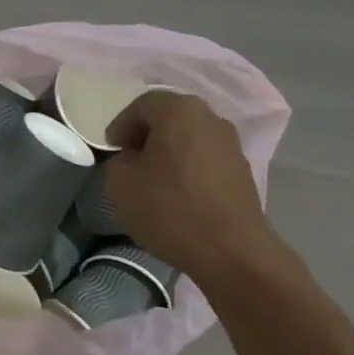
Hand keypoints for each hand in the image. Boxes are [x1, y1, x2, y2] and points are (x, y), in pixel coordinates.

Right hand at [103, 90, 278, 281]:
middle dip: (147, 137)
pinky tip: (180, 194)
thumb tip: (132, 159)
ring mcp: (231, 143)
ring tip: (155, 181)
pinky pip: (206, 159)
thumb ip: (118, 162)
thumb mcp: (121, 186)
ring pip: (190, 139)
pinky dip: (189, 169)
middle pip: (170, 118)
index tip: (111, 150)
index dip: (121, 126)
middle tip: (131, 162)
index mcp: (178, 110)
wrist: (229, 249)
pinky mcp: (242, 169)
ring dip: (170, 154)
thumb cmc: (170, 210)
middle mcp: (209, 117)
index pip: (142, 105)